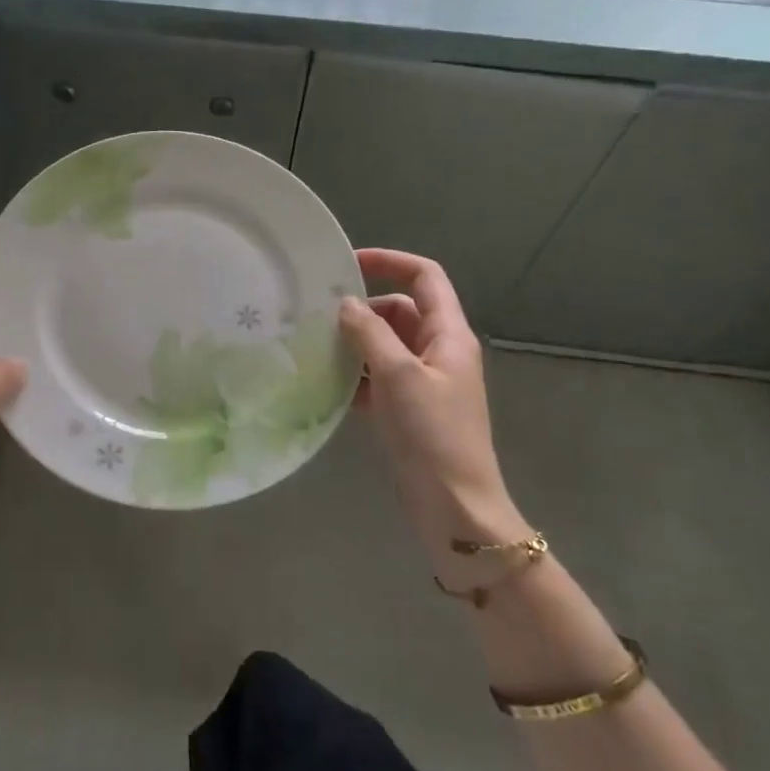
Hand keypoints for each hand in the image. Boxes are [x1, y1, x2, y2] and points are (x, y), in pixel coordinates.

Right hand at [339, 249, 528, 574]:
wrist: (455, 509)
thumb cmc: (433, 435)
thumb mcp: (398, 376)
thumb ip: (370, 333)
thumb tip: (346, 303)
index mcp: (449, 335)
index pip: (425, 277)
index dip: (389, 262)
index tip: (347, 263)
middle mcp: (439, 352)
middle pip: (401, 310)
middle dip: (363, 308)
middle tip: (319, 313)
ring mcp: (424, 383)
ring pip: (386, 346)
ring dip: (356, 343)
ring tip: (314, 345)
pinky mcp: (409, 410)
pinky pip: (379, 379)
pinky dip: (356, 376)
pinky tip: (327, 384)